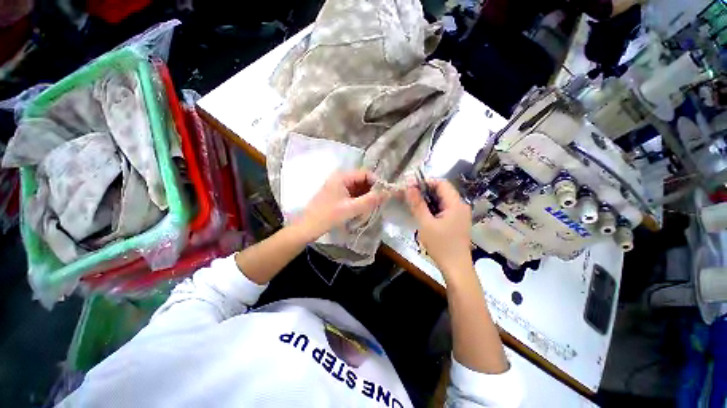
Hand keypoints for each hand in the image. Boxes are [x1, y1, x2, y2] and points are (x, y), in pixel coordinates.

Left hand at [297, 170, 386, 239]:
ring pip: (359, 188)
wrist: (308, 227)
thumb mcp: (351, 208)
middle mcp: (341, 178)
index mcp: (342, 176)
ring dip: (366, 198)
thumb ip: (370, 200)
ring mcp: (339, 186)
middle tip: (377, 204)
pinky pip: (354, 194)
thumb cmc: (328, 216)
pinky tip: (361, 210)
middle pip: (363, 181)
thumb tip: (388, 193)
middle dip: (371, 192)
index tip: (384, 195)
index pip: (366, 174)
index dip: (377, 183)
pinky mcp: (338, 195)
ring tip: (369, 209)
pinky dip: (360, 201)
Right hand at [405, 179, 471, 273]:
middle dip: (425, 191)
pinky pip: (444, 209)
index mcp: (456, 204)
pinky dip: (433, 208)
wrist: (456, 267)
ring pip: (442, 200)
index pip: (442, 183)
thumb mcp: (426, 224)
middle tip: (409, 196)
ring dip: (428, 200)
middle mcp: (460, 206)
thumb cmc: (441, 245)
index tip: (410, 187)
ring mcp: (460, 214)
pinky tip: (423, 214)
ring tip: (414, 204)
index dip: (426, 182)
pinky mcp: (457, 221)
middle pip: (442, 191)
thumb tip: (409, 188)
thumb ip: (417, 205)